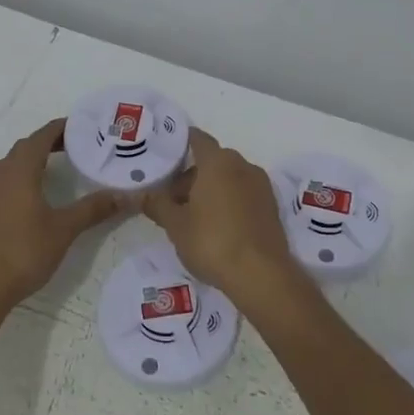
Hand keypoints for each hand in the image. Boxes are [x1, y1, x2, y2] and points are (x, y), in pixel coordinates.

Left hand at [0, 118, 127, 316]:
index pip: (42, 136)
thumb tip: (126, 196)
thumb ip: (94, 208)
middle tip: (77, 146)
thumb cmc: (25, 251)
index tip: (83, 127)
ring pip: (12, 163)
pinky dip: (22, 175)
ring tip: (58, 166)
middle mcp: (0, 172)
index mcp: (20, 169)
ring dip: (34, 158)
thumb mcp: (65, 228)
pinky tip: (34, 194)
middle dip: (50, 142)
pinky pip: (4, 179)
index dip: (62, 128)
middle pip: (26, 146)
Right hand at [143, 129, 303, 311]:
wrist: (261, 275)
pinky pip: (244, 194)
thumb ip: (158, 204)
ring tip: (192, 216)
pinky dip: (228, 201)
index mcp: (218, 162)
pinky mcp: (271, 207)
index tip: (166, 154)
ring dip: (211, 189)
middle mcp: (243, 166)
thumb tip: (142, 194)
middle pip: (212, 161)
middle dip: (192, 175)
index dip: (181, 142)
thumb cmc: (212, 242)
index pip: (198, 139)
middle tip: (172, 199)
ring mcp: (261, 186)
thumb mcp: (176, 225)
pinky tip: (216, 226)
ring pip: (229, 178)